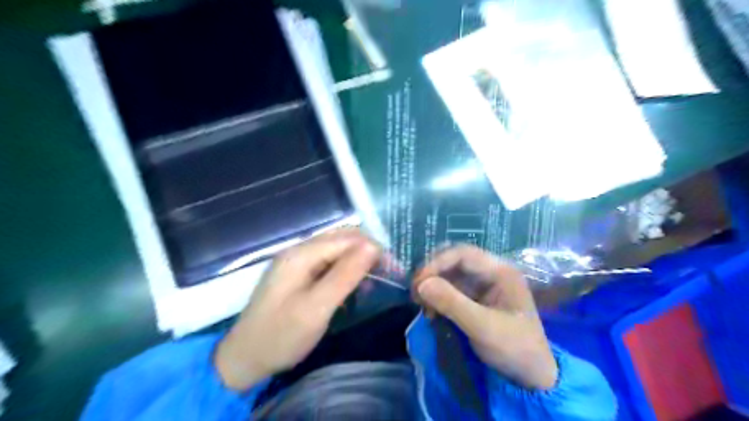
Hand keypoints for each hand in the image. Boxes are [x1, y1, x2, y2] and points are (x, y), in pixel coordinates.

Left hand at [215, 229, 379, 389]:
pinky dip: (345, 271)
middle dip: (368, 252)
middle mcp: (299, 250)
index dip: (373, 250)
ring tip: (375, 281)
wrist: (244, 358)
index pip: (347, 239)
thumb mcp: (317, 308)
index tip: (394, 270)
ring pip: (337, 251)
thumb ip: (344, 275)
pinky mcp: (298, 274)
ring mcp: (297, 262)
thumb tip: (373, 246)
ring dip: (358, 261)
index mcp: (301, 254)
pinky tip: (354, 285)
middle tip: (389, 274)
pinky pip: (328, 263)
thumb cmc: (281, 335)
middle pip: (342, 240)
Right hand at [416, 245, 555, 390]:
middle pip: (455, 261)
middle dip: (433, 273)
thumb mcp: (483, 327)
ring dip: (433, 286)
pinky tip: (431, 312)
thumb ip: (452, 304)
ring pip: (451, 275)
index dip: (437, 263)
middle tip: (415, 292)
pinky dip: (439, 298)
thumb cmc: (515, 348)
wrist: (532, 377)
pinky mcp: (477, 299)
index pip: (463, 254)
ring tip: (421, 304)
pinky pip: (452, 290)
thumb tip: (421, 284)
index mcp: (501, 272)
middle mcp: (492, 273)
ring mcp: (484, 286)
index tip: (419, 282)